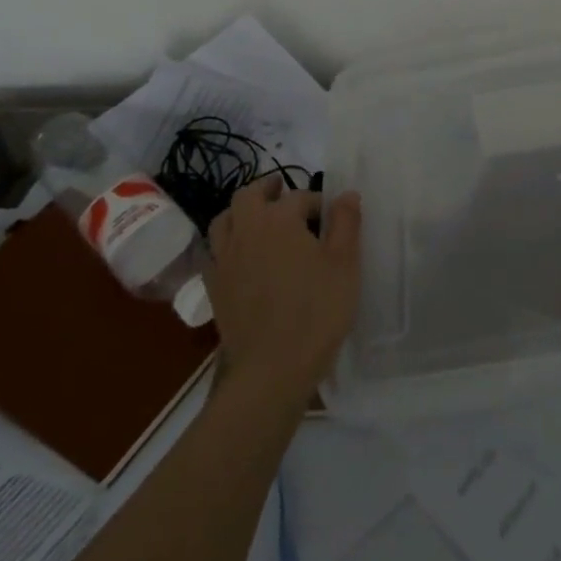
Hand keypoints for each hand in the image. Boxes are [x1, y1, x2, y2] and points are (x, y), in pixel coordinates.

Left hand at [205, 179, 361, 400]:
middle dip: (267, 189)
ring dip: (240, 212)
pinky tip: (241, 258)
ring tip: (258, 219)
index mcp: (279, 220)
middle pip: (248, 196)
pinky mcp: (213, 288)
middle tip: (282, 191)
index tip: (332, 217)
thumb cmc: (316, 311)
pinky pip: (213, 253)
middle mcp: (246, 231)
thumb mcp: (345, 264)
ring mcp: (225, 260)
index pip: (299, 197)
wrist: (271, 370)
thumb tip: (346, 194)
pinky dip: (226, 245)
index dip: (317, 202)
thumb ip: (346, 223)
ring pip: (224, 221)